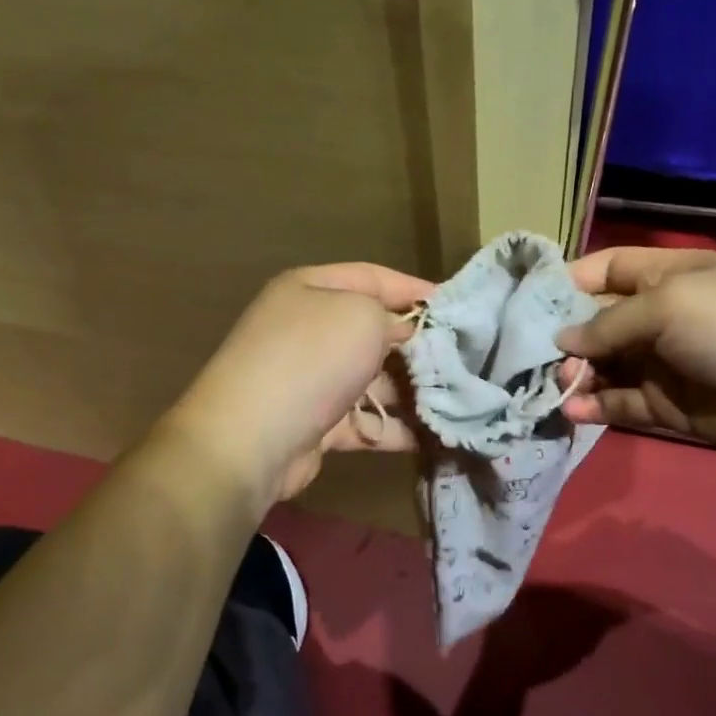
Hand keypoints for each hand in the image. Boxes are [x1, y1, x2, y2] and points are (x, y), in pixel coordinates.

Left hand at [165, 263, 433, 503]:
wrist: (252, 439)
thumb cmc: (311, 359)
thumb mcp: (361, 316)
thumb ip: (392, 316)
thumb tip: (404, 333)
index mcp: (310, 290)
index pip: (372, 277)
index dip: (414, 289)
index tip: (456, 306)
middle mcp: (308, 329)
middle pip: (373, 330)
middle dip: (417, 344)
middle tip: (463, 357)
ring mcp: (311, 378)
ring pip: (372, 378)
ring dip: (411, 390)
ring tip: (457, 399)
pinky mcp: (316, 422)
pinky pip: (364, 419)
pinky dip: (394, 427)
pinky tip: (432, 434)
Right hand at [554, 246, 715, 460]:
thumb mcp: (669, 305)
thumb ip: (609, 323)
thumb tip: (562, 341)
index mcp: (667, 275)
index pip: (606, 269)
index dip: (569, 281)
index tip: (530, 303)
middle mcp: (661, 316)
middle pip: (598, 321)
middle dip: (567, 337)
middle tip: (542, 358)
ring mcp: (664, 362)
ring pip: (605, 366)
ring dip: (578, 375)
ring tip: (559, 386)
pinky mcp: (668, 405)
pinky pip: (621, 403)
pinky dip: (596, 407)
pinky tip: (574, 411)